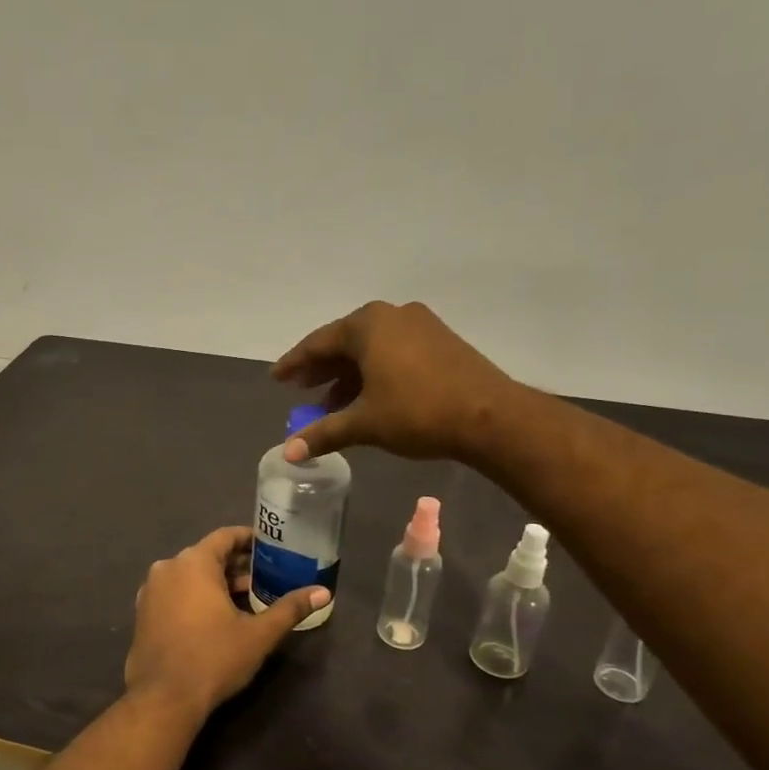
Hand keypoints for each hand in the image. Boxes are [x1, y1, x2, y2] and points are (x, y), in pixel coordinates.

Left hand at [125, 527, 327, 716]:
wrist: (163, 698)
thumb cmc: (213, 658)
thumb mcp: (258, 634)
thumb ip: (289, 609)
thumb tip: (323, 592)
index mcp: (193, 563)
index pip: (224, 536)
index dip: (249, 539)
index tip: (270, 548)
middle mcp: (167, 568)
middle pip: (207, 555)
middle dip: (236, 564)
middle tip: (265, 576)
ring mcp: (150, 590)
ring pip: (189, 575)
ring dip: (216, 582)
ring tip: (246, 598)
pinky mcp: (143, 613)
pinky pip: (174, 592)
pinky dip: (195, 596)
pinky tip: (216, 616)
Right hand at [271, 300, 510, 461]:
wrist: (491, 417)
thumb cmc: (418, 412)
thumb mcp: (365, 424)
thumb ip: (324, 433)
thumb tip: (287, 453)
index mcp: (368, 325)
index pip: (318, 343)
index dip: (295, 363)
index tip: (277, 377)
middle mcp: (392, 315)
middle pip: (345, 342)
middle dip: (321, 368)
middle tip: (300, 389)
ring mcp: (421, 325)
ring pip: (371, 348)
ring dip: (348, 374)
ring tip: (332, 403)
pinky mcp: (441, 341)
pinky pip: (394, 352)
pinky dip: (374, 372)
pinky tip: (369, 397)